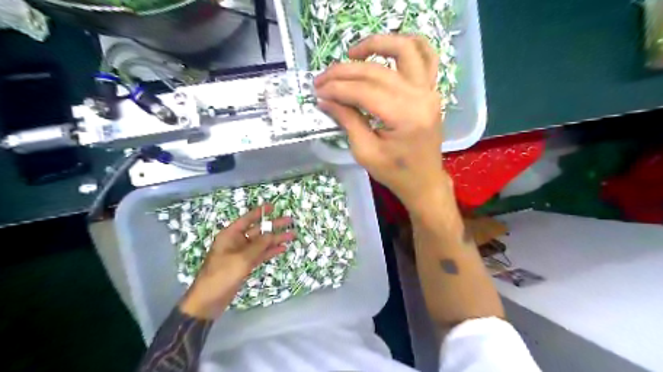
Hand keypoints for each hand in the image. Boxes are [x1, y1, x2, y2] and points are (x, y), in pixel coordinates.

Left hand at [180, 205, 294, 317]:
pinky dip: (271, 252)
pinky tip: (282, 248)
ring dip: (275, 240)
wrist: (208, 300)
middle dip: (273, 226)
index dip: (260, 212)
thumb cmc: (221, 275)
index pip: (247, 219)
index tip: (273, 206)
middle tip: (290, 220)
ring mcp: (241, 254)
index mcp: (230, 235)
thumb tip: (272, 234)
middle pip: (258, 231)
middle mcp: (236, 242)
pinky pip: (260, 255)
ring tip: (292, 235)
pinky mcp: (245, 265)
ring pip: (262, 243)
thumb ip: (258, 245)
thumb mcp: (241, 258)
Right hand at [314, 34, 447, 208]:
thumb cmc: (395, 173)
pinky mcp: (431, 90)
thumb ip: (347, 120)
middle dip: (344, 72)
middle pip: (377, 71)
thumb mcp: (365, 152)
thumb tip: (325, 99)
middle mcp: (420, 97)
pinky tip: (386, 49)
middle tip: (322, 79)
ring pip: (404, 50)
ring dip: (376, 45)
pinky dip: (407, 45)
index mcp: (405, 117)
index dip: (337, 89)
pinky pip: (426, 56)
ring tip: (352, 54)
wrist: (424, 180)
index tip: (317, 91)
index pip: (364, 91)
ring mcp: (429, 90)